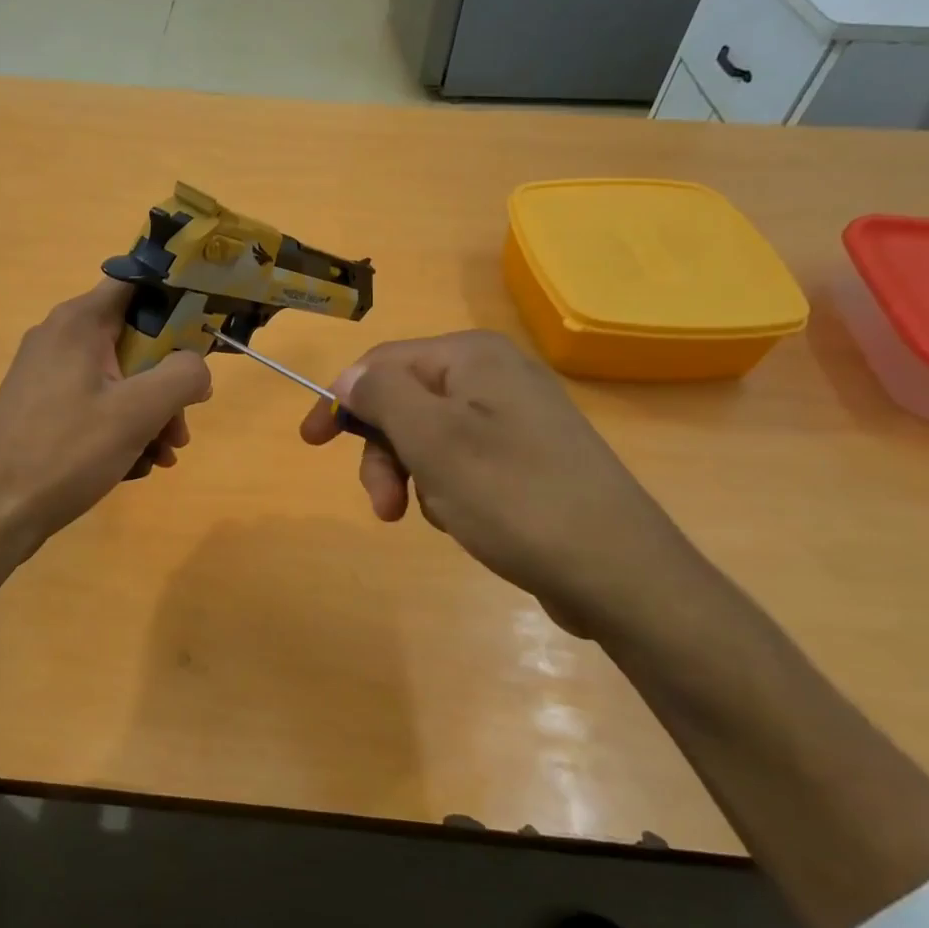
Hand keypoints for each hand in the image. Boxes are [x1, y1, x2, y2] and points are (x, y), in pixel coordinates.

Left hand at [0, 279, 212, 554]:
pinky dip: (121, 428)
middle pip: (134, 340)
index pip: (137, 283)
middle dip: (167, 384)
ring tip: (163, 457)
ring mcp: (48, 374)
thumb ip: (182, 377)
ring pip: (119, 378)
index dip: (177, 301)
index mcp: (79, 322)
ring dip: (149, 414)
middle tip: (182, 428)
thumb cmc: (66, 452)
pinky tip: (134, 466)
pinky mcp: (43, 407)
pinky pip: (96, 403)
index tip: (205, 334)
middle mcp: (61, 337)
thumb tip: (198, 367)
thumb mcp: (137, 412)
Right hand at [300, 331, 701, 636]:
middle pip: (406, 402)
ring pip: (431, 438)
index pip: (383, 363)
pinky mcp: (529, 458)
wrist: (617, 571)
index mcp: (473, 356)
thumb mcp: (432, 440)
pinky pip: (463, 462)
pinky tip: (470, 521)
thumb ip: (382, 395)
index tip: (311, 444)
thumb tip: (349, 376)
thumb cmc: (513, 496)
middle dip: (387, 454)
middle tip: (384, 505)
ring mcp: (517, 418)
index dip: (341, 401)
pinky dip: (450, 491)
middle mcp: (497, 375)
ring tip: (443, 516)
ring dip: (418, 478)